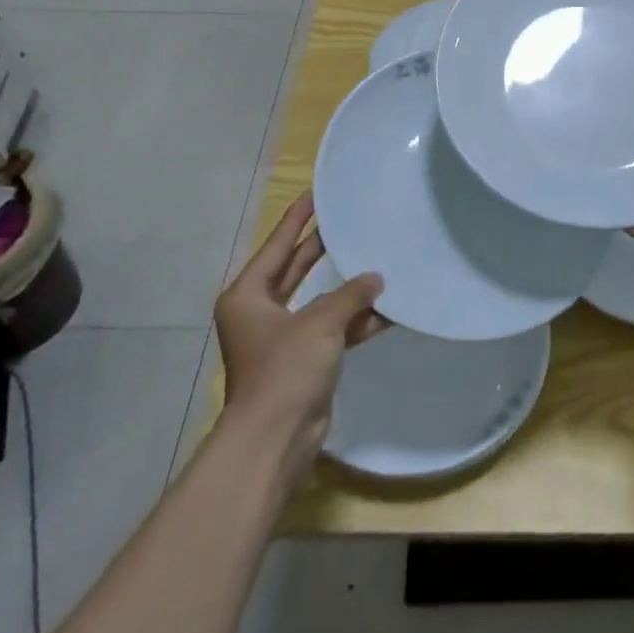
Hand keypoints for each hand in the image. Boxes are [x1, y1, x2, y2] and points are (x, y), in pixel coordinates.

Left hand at [214, 191, 385, 470]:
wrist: (276, 438)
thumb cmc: (285, 369)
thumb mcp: (319, 323)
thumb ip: (350, 295)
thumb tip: (376, 279)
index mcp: (248, 296)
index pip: (277, 246)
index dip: (297, 219)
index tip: (314, 194)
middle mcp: (261, 312)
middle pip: (295, 269)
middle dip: (320, 248)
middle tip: (345, 220)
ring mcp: (282, 338)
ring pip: (318, 300)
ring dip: (345, 289)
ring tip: (375, 260)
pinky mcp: (304, 360)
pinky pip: (332, 330)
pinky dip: (354, 322)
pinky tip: (386, 311)